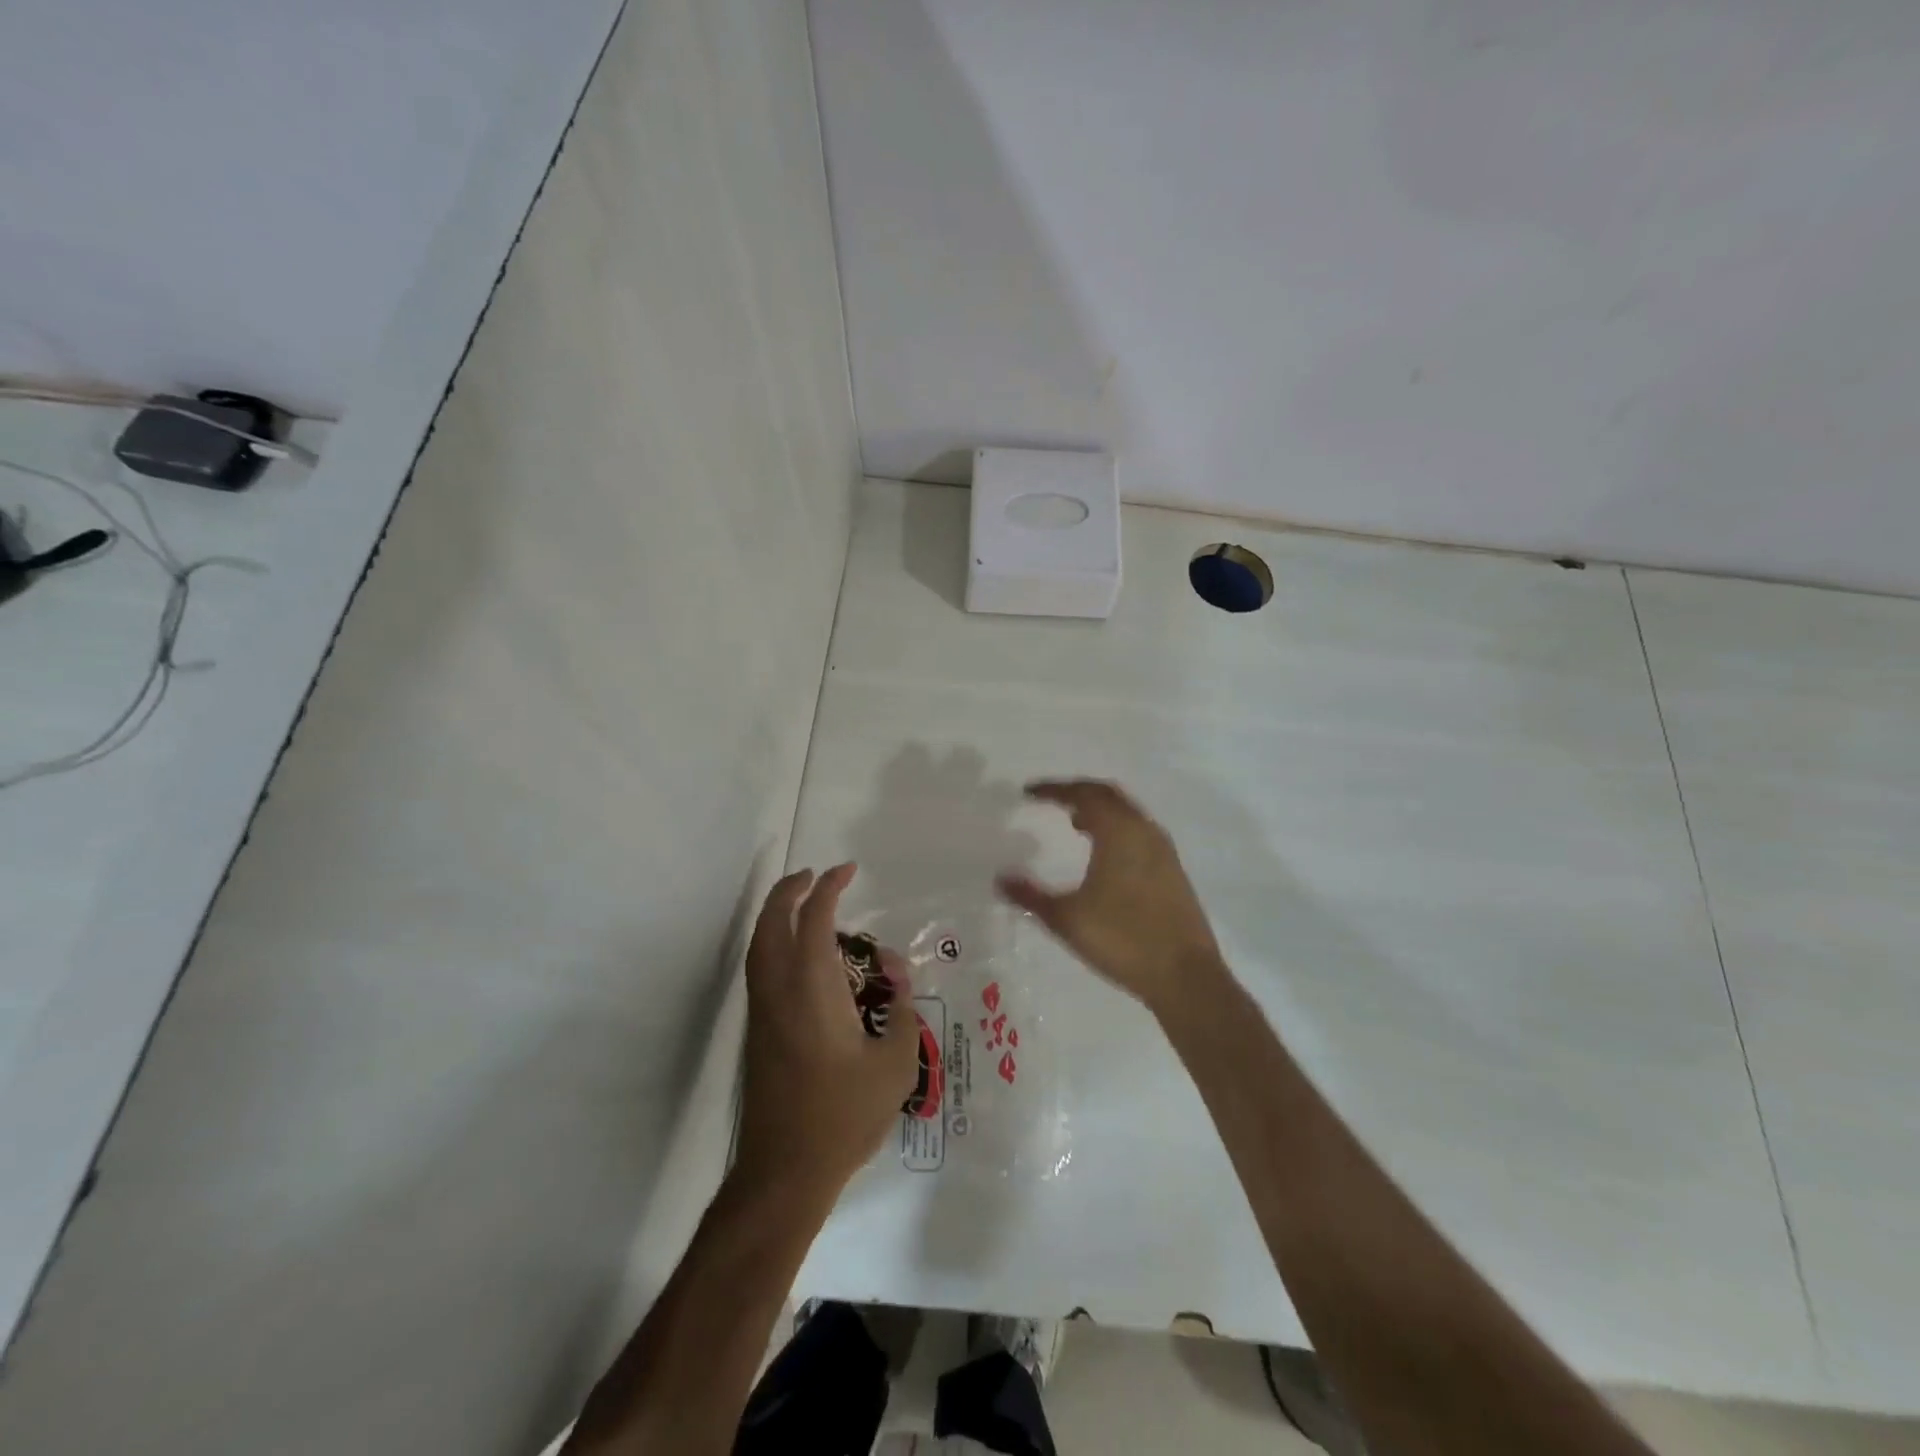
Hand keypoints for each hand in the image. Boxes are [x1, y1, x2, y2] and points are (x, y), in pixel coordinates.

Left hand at [734, 864, 919, 1200]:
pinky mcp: (757, 1032)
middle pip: (770, 923)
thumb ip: (900, 1010)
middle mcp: (779, 990)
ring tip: (803, 905)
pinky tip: (800, 957)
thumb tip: (895, 974)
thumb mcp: (895, 1063)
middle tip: (813, 875)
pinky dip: (773, 943)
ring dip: (776, 915)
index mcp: (812, 989)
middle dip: (789, 891)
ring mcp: (762, 1012)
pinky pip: (760, 968)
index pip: (814, 919)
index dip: (829, 888)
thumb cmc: (844, 1115)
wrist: (785, 1170)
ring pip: (758, 946)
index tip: (847, 870)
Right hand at [998, 780, 1223, 1015]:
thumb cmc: (1122, 939)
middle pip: (1108, 795)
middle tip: (1052, 800)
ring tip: (1074, 824)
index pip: (1083, 794)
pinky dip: (1116, 829)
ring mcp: (1163, 850)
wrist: (1185, 976)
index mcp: (1119, 831)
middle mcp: (1144, 830)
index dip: (1054, 789)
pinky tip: (1104, 856)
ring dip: (1100, 811)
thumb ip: (1030, 896)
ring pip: (1127, 814)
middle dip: (1079, 793)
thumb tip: (1000, 878)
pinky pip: (1139, 832)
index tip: (1029, 792)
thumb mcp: (1067, 919)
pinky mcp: (1173, 870)